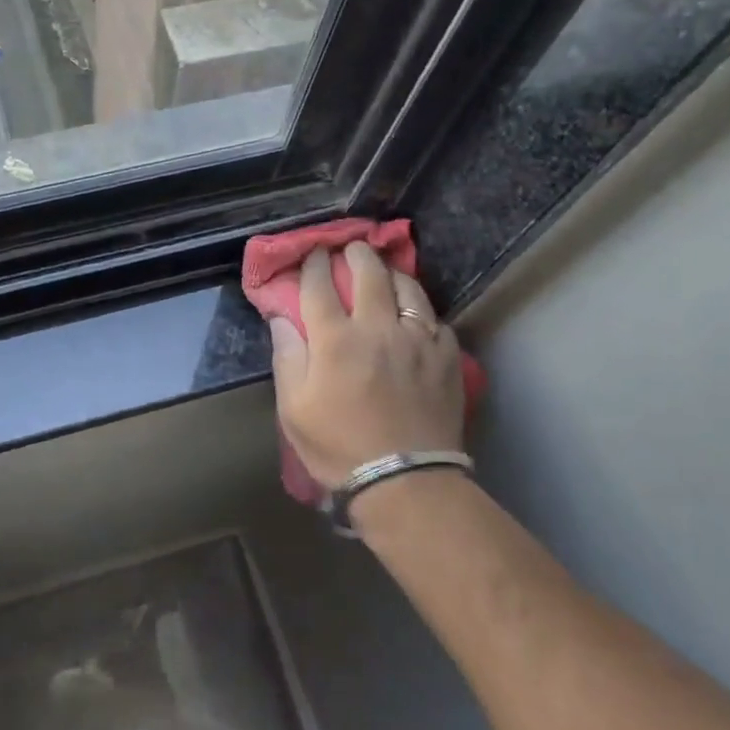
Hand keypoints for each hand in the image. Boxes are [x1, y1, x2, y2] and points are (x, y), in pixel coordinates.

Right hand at [267, 244, 465, 489]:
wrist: (405, 481)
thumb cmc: (338, 446)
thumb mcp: (293, 407)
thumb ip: (287, 356)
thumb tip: (283, 319)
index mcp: (335, 339)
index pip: (320, 285)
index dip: (314, 264)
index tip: (313, 253)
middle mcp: (377, 328)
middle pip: (368, 273)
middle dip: (356, 254)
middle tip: (351, 248)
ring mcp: (418, 339)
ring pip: (407, 288)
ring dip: (391, 273)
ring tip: (385, 271)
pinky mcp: (446, 356)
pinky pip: (435, 319)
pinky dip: (420, 310)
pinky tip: (415, 315)